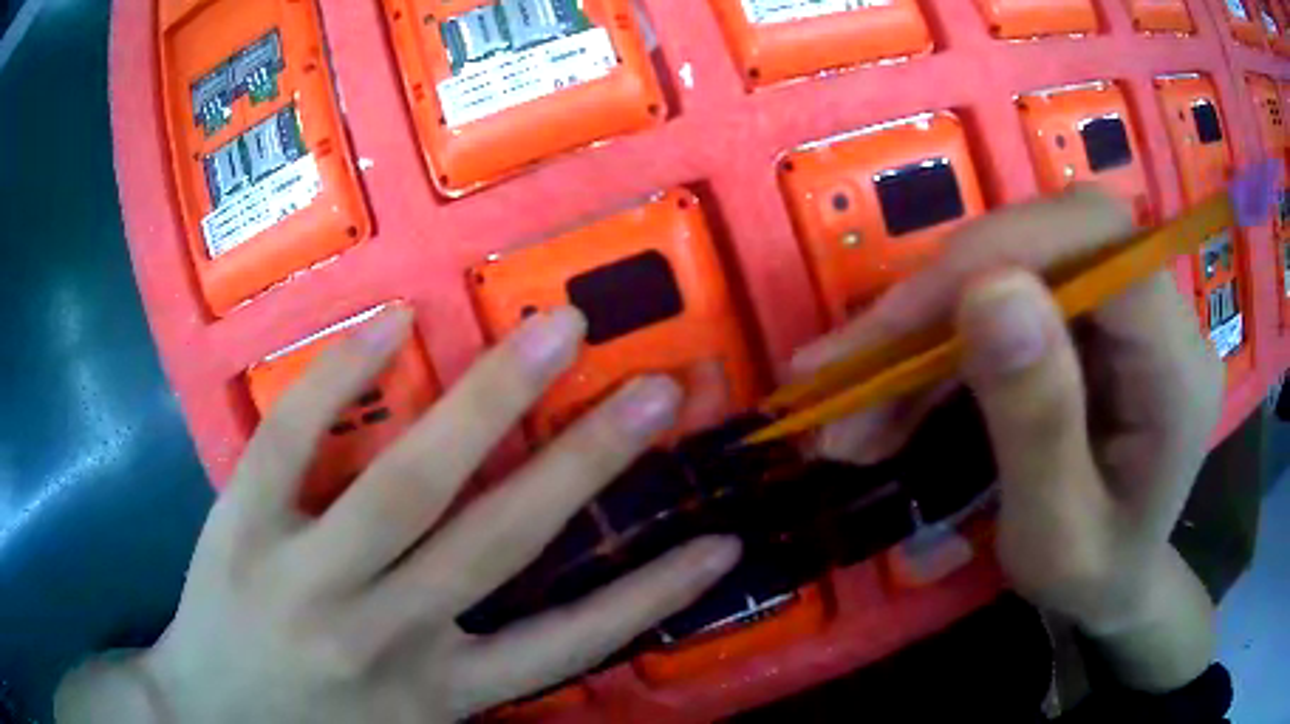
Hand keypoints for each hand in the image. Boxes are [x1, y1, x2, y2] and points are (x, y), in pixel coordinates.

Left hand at [56, 307, 740, 723]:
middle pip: (497, 541)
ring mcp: (304, 576)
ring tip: (557, 332)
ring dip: (489, 401)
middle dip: (587, 462)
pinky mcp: (241, 527)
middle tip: (656, 389)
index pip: (566, 643)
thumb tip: (551, 622)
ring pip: (405, 485)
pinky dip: (338, 379)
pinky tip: (393, 321)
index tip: (721, 541)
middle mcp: (382, 634)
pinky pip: (289, 443)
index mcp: (434, 691)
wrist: (207, 718)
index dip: (651, 595)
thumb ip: (472, 680)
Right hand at [796, 188, 1221, 689]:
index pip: (1102, 242)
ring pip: (1016, 264)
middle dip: (945, 292)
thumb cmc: (1094, 580)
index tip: (904, 323)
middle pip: (1050, 238)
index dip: (1002, 252)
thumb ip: (1038, 424)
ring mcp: (1124, 311)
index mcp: (1177, 369)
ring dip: (926, 327)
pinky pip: (1006, 298)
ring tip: (852, 402)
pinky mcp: (1090, 318)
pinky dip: (939, 343)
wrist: (1117, 584)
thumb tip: (987, 291)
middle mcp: (1160, 316)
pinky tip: (892, 397)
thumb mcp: (1059, 539)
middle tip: (851, 366)